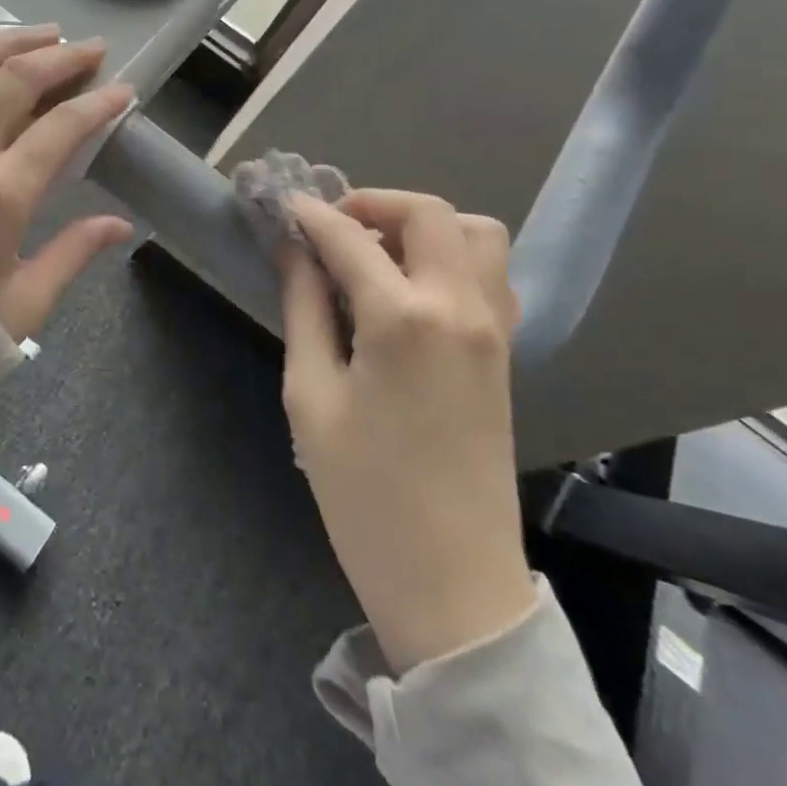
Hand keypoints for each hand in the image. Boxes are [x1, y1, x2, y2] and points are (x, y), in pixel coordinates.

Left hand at [0, 26, 135, 340]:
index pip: (63, 127)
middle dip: (60, 57)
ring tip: (36, 34)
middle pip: (15, 81)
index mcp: (1, 195)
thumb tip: (121, 225)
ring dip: (2, 43)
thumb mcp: (26, 302)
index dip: (99, 103)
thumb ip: (74, 253)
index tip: (123, 89)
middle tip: (88, 48)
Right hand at [280, 190, 535, 671]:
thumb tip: (293, 250)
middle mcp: (459, 307)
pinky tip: (411, 289)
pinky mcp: (505, 352)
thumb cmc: (363, 493)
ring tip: (376, 253)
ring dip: (423, 225)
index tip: (281, 205)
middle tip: (331, 228)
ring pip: (475, 233)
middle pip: (428, 213)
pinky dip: (452, 256)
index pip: (349, 237)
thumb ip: (304, 309)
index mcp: (403, 318)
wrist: (452, 582)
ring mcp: (494, 328)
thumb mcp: (312, 396)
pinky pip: (490, 273)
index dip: (310, 215)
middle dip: (373, 203)